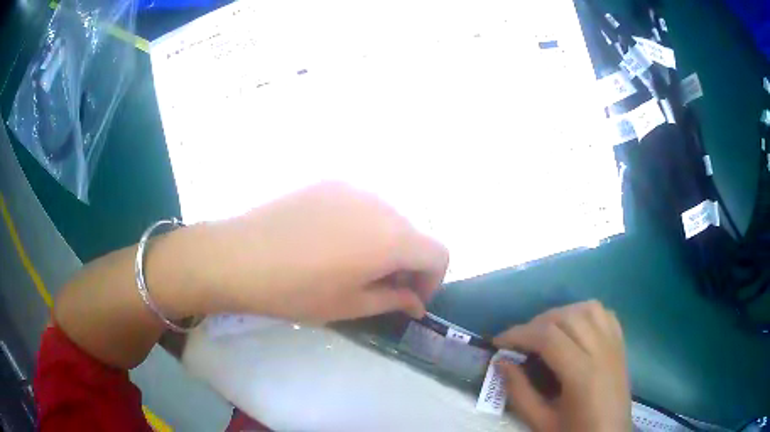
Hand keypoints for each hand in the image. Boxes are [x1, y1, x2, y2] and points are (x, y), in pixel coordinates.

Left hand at [196, 182, 448, 322]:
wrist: (238, 255)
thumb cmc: (295, 290)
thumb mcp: (349, 306)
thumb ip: (392, 301)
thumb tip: (415, 302)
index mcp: (391, 237)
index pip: (439, 253)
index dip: (432, 281)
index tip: (409, 299)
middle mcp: (381, 204)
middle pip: (414, 235)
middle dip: (408, 264)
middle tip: (381, 288)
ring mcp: (353, 188)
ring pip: (388, 219)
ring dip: (385, 244)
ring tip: (353, 265)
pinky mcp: (328, 182)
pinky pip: (361, 205)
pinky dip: (362, 226)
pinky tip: (331, 243)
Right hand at [493, 301, 630, 431]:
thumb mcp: (541, 421)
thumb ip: (519, 392)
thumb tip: (501, 362)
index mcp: (583, 375)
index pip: (548, 338)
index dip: (519, 334)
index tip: (498, 341)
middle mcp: (602, 351)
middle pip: (567, 317)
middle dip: (536, 323)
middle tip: (517, 340)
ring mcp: (614, 345)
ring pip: (587, 308)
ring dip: (561, 314)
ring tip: (543, 331)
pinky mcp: (620, 344)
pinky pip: (604, 314)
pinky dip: (584, 312)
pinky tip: (573, 327)